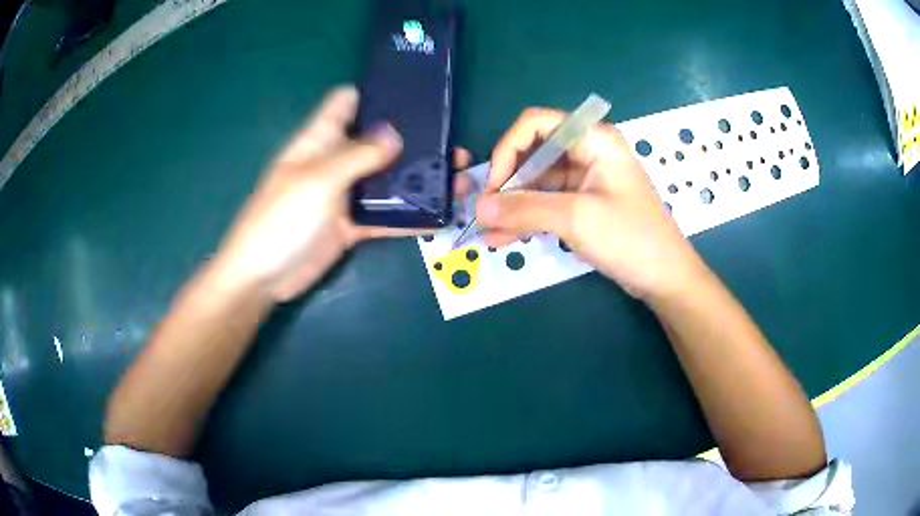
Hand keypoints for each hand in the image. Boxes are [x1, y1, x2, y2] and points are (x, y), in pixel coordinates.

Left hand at [213, 86, 470, 301]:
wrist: (263, 277)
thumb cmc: (281, 218)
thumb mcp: (319, 179)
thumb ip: (358, 155)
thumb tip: (395, 133)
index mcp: (321, 139)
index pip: (347, 102)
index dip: (377, 94)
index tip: (415, 96)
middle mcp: (335, 161)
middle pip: (378, 141)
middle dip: (413, 140)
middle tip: (454, 145)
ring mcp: (344, 195)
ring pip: (387, 179)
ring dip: (419, 179)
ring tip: (458, 179)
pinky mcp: (351, 225)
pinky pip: (385, 216)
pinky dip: (410, 216)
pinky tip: (441, 215)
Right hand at [477, 108, 706, 300]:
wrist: (666, 277)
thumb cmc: (630, 238)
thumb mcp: (576, 219)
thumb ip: (525, 209)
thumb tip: (479, 207)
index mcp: (592, 139)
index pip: (535, 124)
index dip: (508, 149)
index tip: (494, 186)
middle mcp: (587, 151)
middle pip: (534, 153)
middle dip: (507, 183)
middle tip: (485, 213)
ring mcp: (586, 179)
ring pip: (538, 182)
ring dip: (513, 205)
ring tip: (489, 233)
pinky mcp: (585, 203)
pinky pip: (548, 202)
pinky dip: (528, 218)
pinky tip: (505, 239)